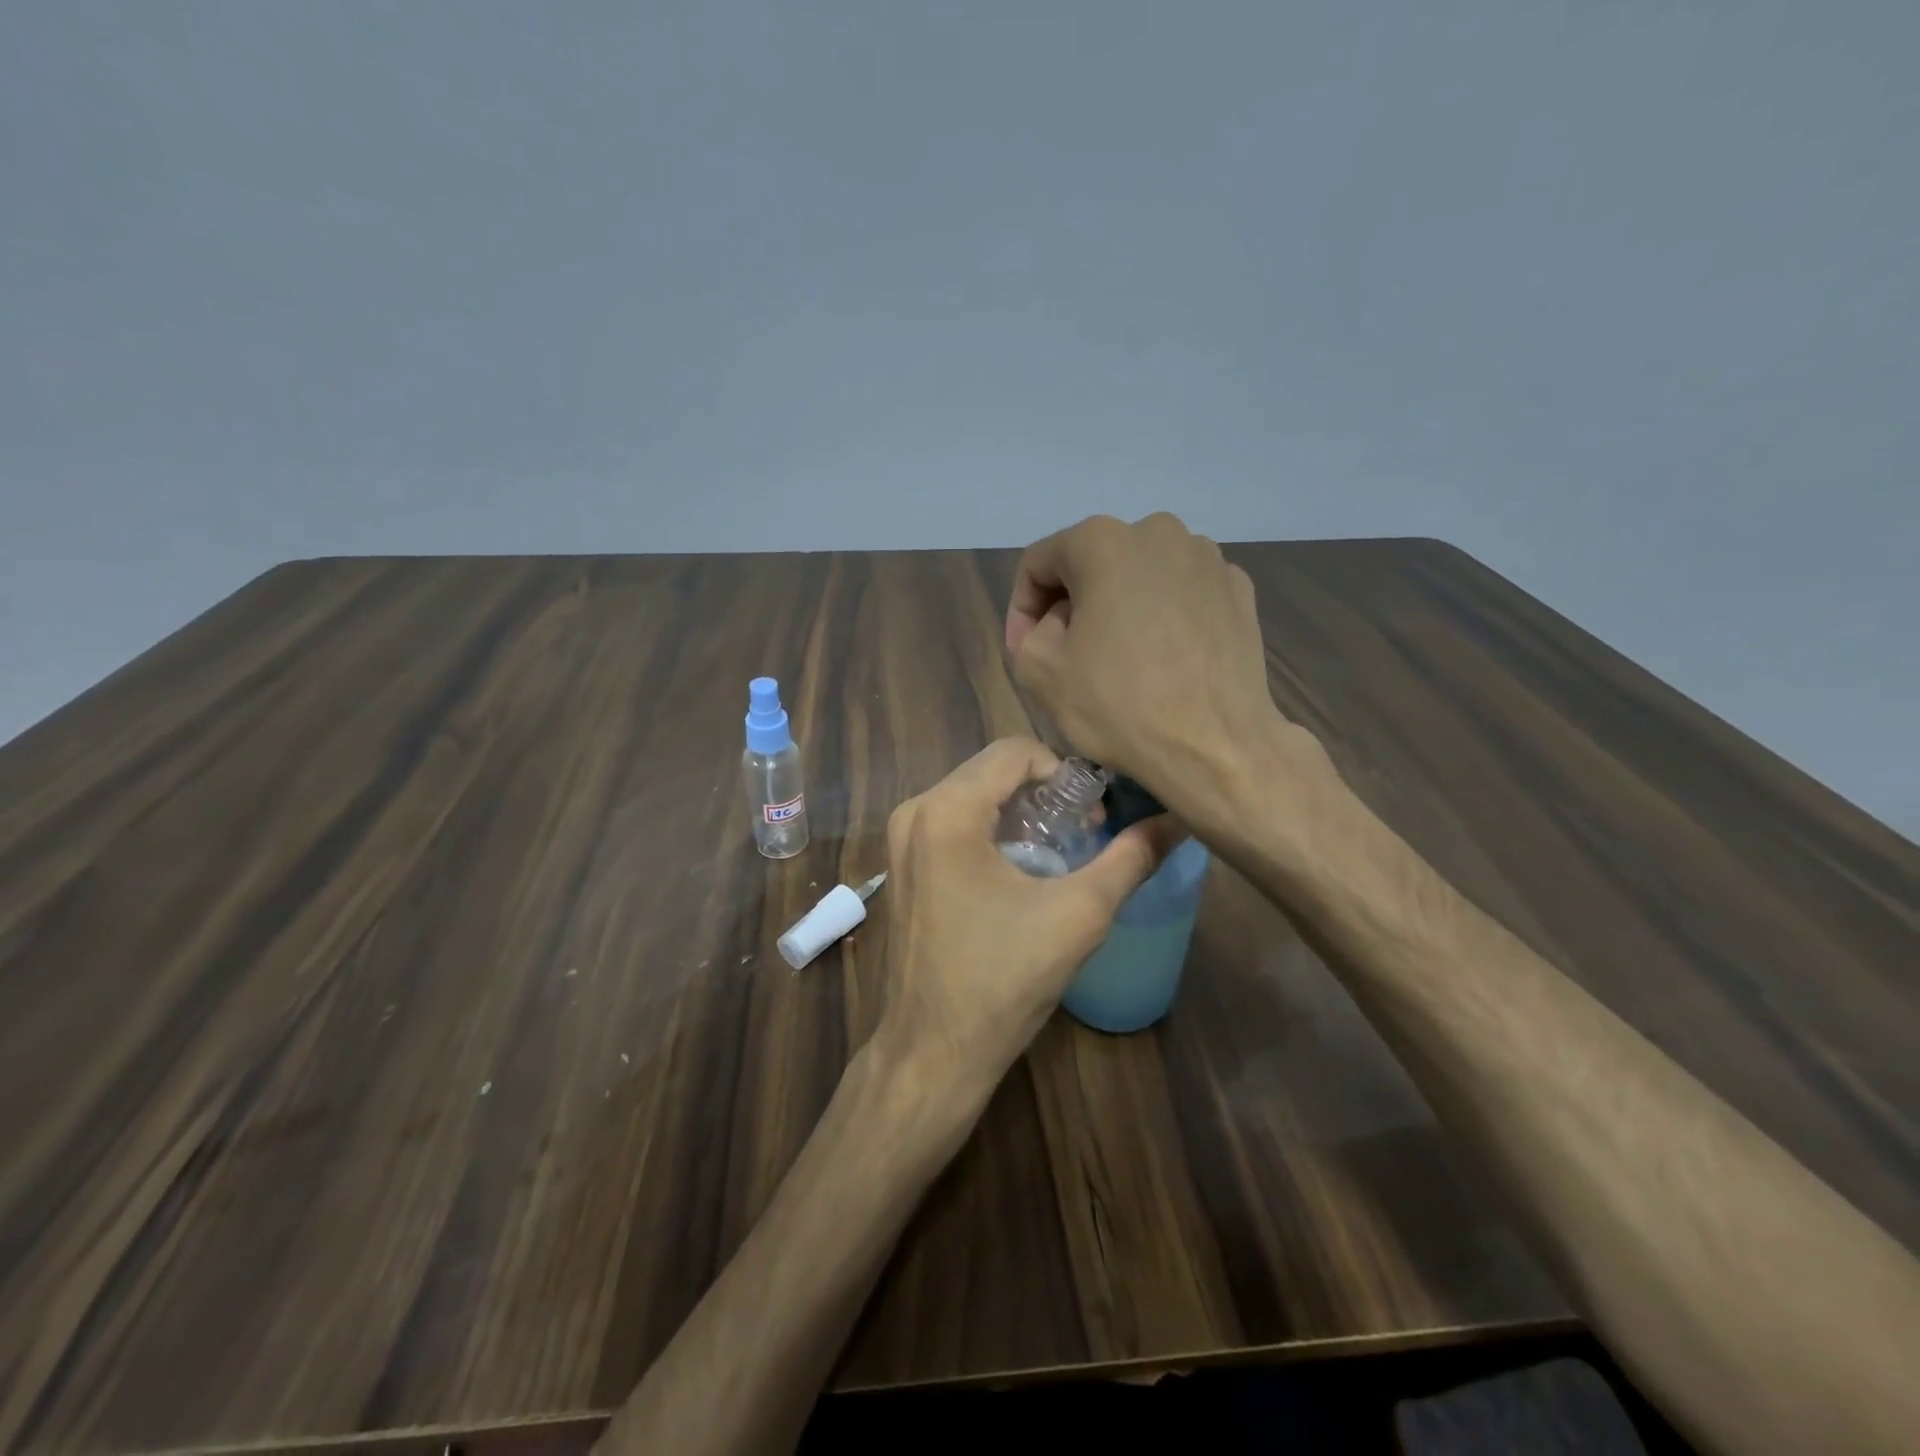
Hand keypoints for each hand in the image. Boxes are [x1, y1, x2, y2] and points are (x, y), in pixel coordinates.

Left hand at [876, 737, 1181, 1094]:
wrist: (931, 1052)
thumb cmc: (1002, 981)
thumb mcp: (1078, 916)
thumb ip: (1130, 858)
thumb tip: (1178, 820)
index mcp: (947, 810)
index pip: (1015, 750)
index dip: (1065, 771)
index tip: (1094, 814)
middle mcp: (915, 811)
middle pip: (991, 769)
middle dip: (1043, 791)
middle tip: (1083, 832)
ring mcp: (901, 838)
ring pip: (972, 794)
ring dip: (1019, 810)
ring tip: (1058, 851)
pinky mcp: (902, 864)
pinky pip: (952, 821)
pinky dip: (991, 829)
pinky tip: (1020, 869)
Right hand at [1007, 512, 1307, 821]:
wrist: (1215, 747)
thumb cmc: (1119, 705)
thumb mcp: (1039, 671)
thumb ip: (1029, 631)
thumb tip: (1058, 622)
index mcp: (1101, 540)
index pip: (1039, 562)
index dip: (1022, 608)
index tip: (1023, 650)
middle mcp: (1158, 531)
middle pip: (1093, 563)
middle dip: (1072, 605)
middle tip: (1068, 655)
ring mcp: (1207, 558)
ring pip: (1140, 577)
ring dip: (1119, 609)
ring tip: (1120, 659)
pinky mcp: (1239, 590)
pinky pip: (1182, 594)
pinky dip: (1164, 617)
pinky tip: (1164, 661)